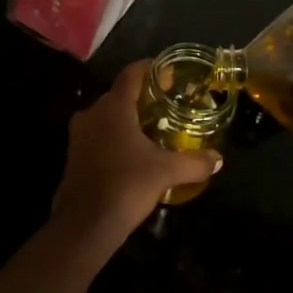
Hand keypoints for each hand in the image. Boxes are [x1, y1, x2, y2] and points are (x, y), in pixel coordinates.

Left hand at [52, 62, 221, 249]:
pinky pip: (98, 135)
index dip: (149, 68)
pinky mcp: (74, 156)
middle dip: (141, 97)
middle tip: (166, 104)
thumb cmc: (126, 186)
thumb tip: (218, 159)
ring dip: (127, 119)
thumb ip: (194, 163)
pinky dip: (116, 137)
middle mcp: (92, 114)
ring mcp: (79, 135)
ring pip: (107, 116)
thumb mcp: (166, 173)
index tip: (167, 72)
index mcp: (113, 108)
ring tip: (152, 128)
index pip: (131, 74)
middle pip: (119, 95)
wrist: (84, 225)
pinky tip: (133, 153)